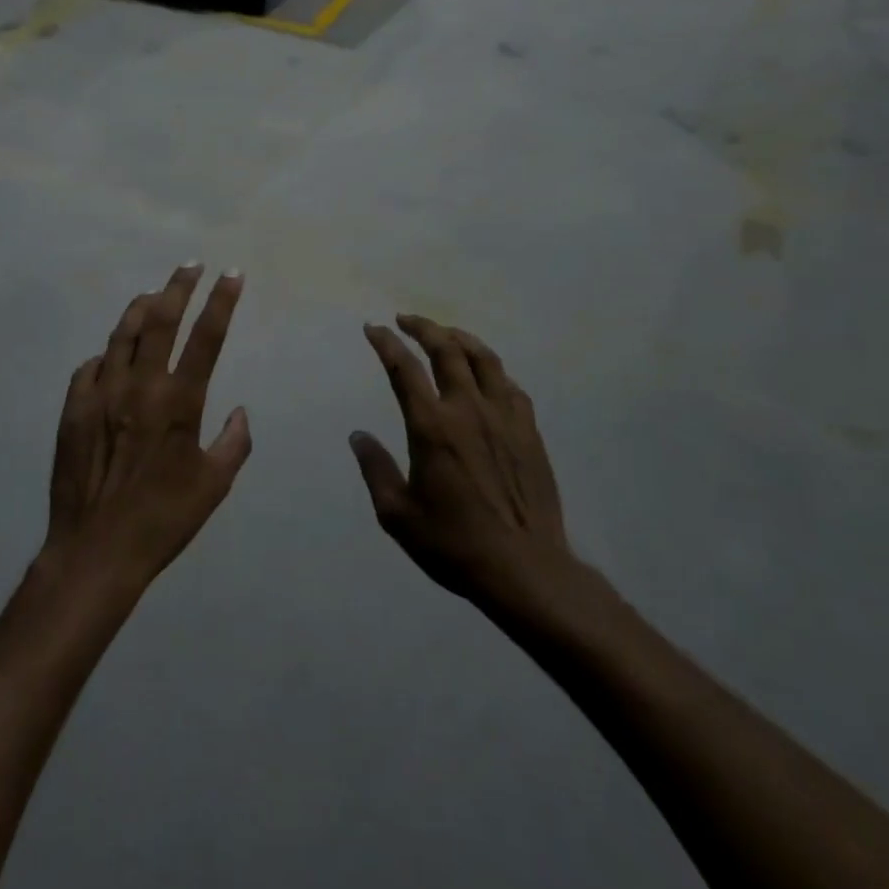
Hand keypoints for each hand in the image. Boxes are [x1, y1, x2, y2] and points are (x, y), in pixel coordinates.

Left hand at [44, 265, 251, 592]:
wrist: (96, 549)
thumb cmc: (163, 519)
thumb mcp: (214, 486)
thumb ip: (234, 443)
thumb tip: (240, 411)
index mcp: (179, 402)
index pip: (206, 337)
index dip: (221, 301)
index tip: (231, 274)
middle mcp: (139, 386)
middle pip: (160, 320)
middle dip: (178, 286)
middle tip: (190, 265)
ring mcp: (101, 393)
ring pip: (121, 334)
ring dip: (140, 308)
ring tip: (154, 293)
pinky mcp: (72, 408)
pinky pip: (90, 366)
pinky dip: (106, 354)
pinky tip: (112, 355)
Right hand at [352, 317, 573, 611]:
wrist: (525, 568)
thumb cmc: (454, 543)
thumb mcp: (397, 514)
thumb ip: (375, 469)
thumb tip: (359, 436)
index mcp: (432, 427)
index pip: (404, 368)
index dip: (386, 343)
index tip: (372, 329)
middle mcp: (468, 410)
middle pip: (447, 350)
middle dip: (423, 327)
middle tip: (405, 319)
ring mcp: (504, 418)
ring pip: (484, 359)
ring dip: (460, 338)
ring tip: (445, 334)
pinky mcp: (530, 432)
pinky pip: (510, 386)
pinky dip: (492, 371)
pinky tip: (486, 377)